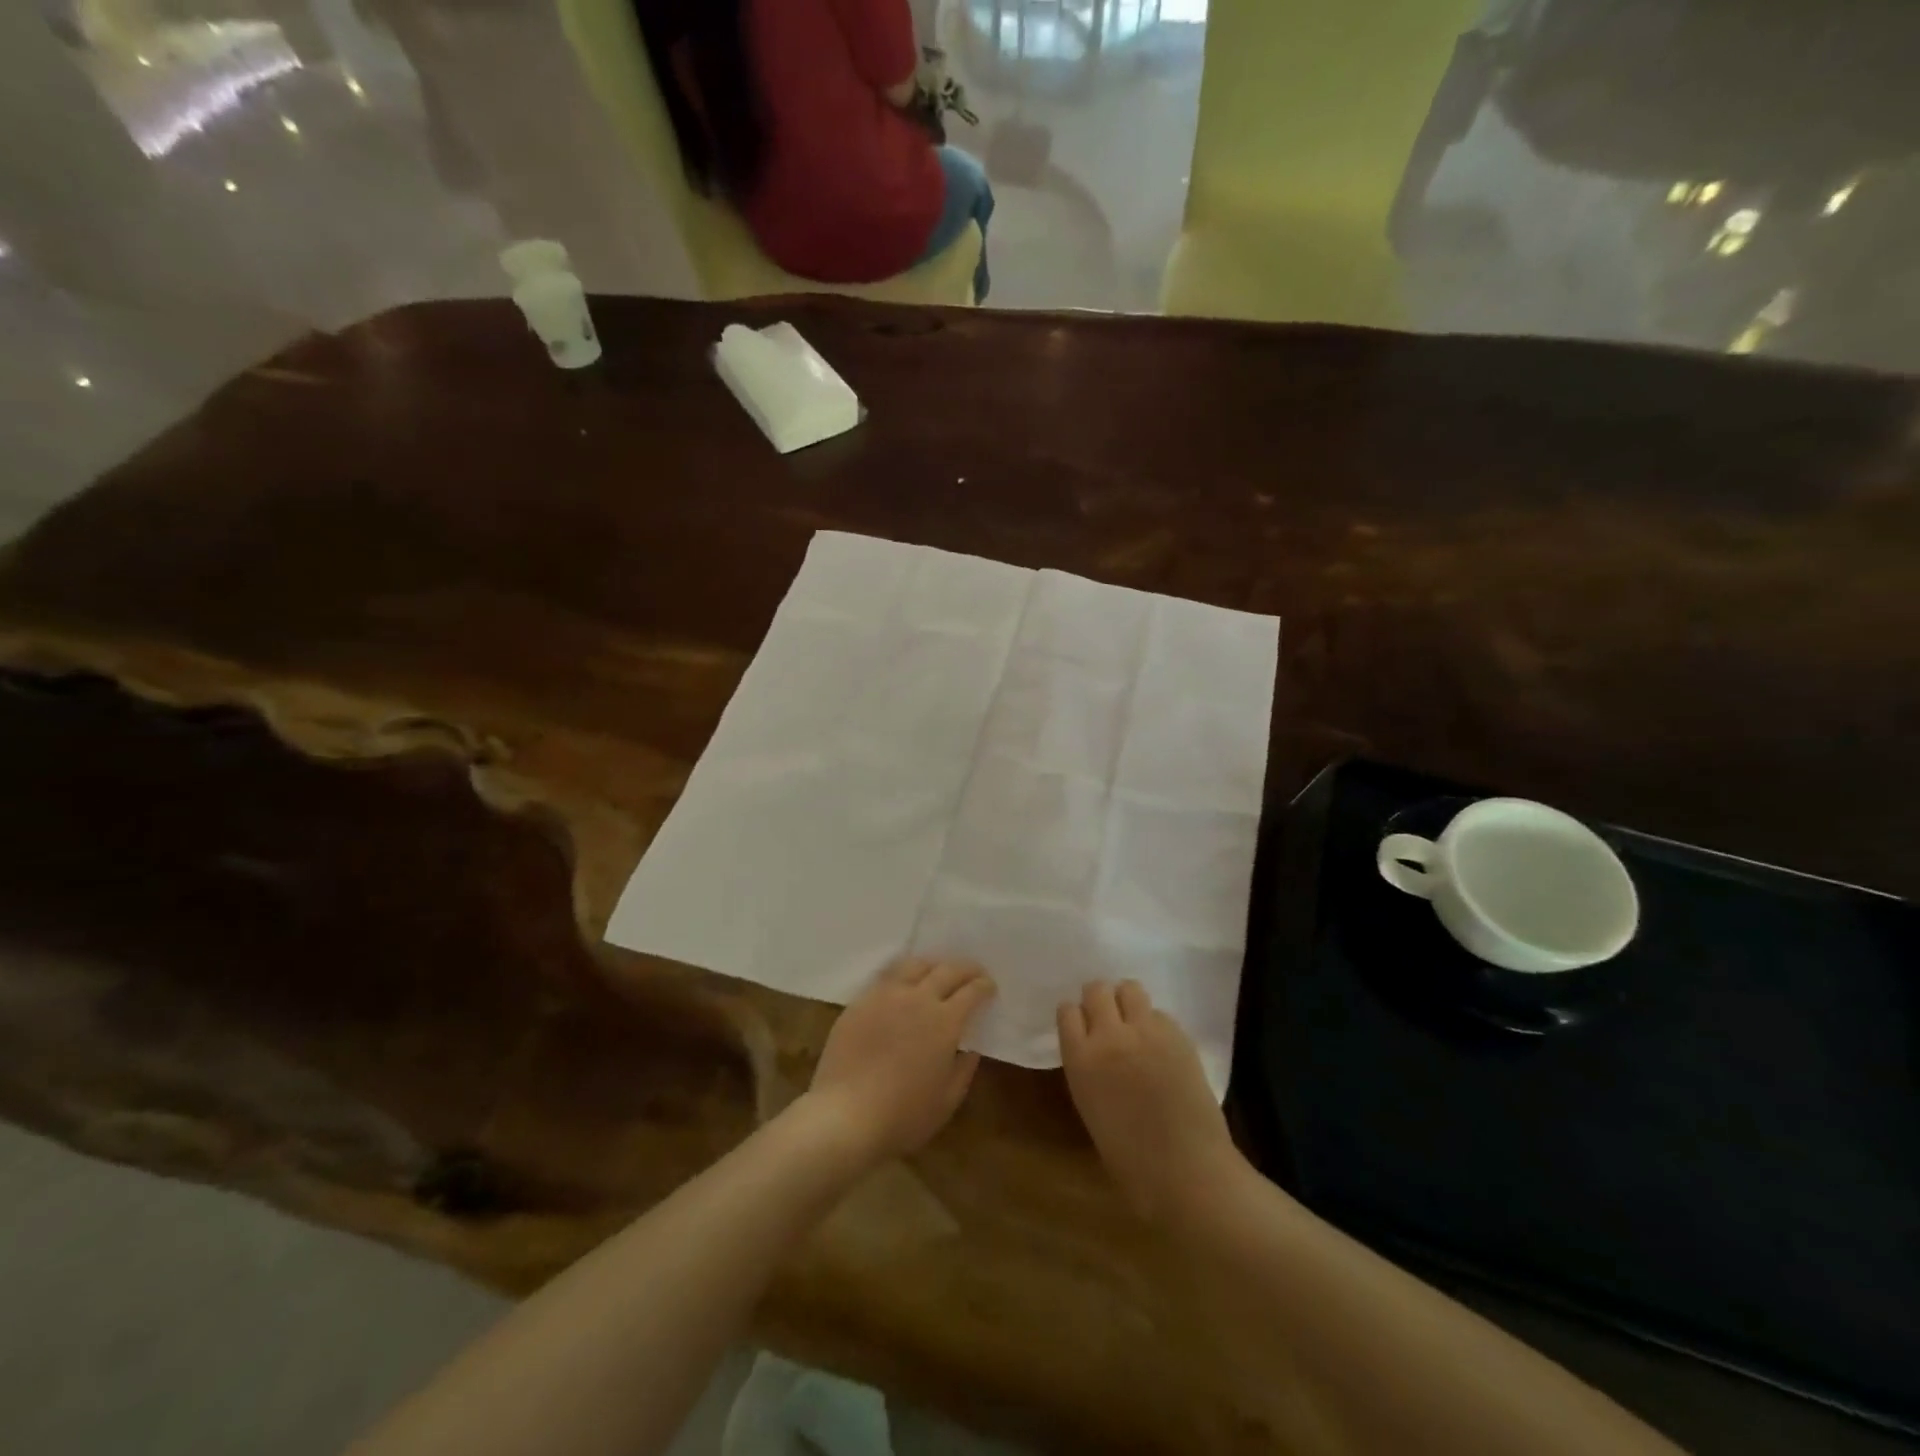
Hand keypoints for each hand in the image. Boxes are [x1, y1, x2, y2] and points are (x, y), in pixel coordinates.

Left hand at [801, 958, 995, 1168]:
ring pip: (914, 965)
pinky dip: (902, 974)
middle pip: (946, 970)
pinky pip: (886, 977)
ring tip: (936, 972)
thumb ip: (963, 1071)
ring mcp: (885, 996)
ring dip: (932, 965)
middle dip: (965, 968)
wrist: (845, 1115)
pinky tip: (902, 984)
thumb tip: (970, 1050)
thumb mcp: (946, 1101)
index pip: (971, 991)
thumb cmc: (903, 1115)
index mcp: (945, 1021)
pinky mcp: (860, 1002)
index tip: (989, 986)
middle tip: (972, 972)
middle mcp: (918, 999)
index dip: (983, 986)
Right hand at [1058, 980, 1242, 1224]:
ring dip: (1128, 1002)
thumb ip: (1089, 1069)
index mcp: (1081, 1059)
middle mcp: (1109, 1036)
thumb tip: (1096, 1052)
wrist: (1188, 1171)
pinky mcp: (1178, 1034)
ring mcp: (1146, 1031)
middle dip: (1100, 1001)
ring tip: (1135, 1025)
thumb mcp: (1091, 1108)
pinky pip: (1159, 1013)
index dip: (1076, 1018)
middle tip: (1109, 1021)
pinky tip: (1162, 1048)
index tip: (1083, 1029)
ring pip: (1130, 988)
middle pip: (1096, 989)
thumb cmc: (1132, 1159)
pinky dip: (1156, 1024)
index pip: (1068, 1011)